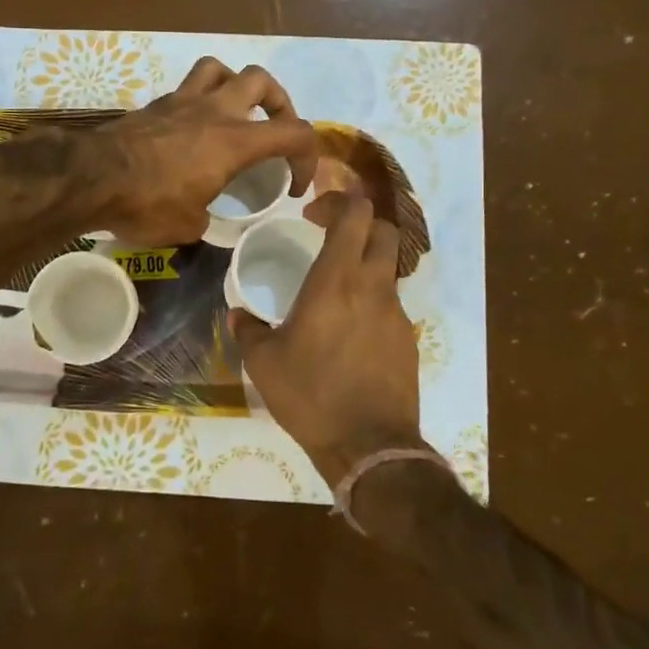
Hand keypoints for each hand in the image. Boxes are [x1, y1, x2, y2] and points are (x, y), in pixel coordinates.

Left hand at [90, 57, 317, 245]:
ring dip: (234, 85)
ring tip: (233, 112)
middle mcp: (214, 111)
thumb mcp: (188, 226)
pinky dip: (198, 100)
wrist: (91, 178)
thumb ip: (206, 215)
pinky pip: (186, 87)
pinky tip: (191, 127)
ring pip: (220, 68)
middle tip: (273, 129)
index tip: (294, 186)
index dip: (308, 158)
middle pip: (261, 81)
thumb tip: (201, 212)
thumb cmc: (146, 204)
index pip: (295, 133)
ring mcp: (181, 102)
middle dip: (278, 103)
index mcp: (234, 141)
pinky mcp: (154, 104)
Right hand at [230, 191, 425, 485]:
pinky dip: (371, 300)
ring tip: (334, 290)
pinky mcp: (408, 339)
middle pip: (383, 230)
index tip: (311, 216)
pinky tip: (348, 331)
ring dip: (364, 263)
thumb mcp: (263, 363)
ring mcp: (396, 313)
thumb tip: (239, 315)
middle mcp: (372, 287)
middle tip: (327, 237)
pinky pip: (390, 304)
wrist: (370, 446)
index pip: (355, 214)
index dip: (336, 201)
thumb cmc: (310, 396)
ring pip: (388, 267)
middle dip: (358, 223)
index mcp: (336, 281)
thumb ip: (249, 330)